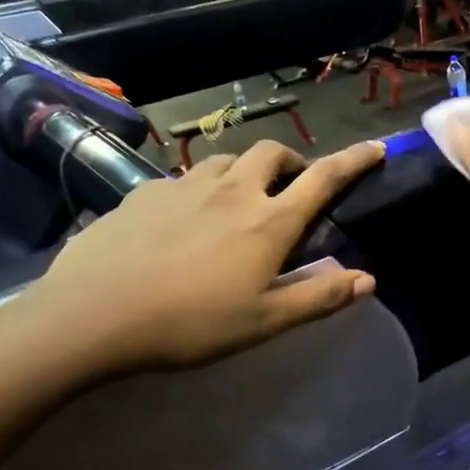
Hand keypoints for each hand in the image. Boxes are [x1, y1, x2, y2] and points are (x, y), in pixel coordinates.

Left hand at [17, 138, 384, 378]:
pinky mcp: (145, 191)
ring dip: (245, 170)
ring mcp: (185, 185)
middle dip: (291, 161)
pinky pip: (184, 177)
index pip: (323, 178)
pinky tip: (184, 216)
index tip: (375, 147)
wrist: (94, 314)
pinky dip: (199, 187)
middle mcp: (233, 190)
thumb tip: (368, 280)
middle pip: (273, 152)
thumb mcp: (264, 321)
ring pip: (228, 159)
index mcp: (269, 221)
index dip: (354, 160)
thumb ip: (318, 296)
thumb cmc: (190, 323)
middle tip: (290, 187)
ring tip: (239, 198)